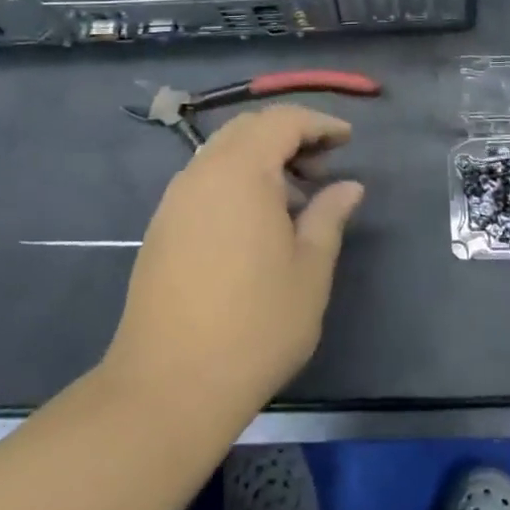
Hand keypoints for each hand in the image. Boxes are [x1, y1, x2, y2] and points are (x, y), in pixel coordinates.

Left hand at [105, 105, 363, 417]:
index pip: (283, 121)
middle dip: (289, 136)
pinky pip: (205, 180)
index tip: (347, 140)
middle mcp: (202, 173)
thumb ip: (329, 216)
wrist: (169, 387)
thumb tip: (348, 186)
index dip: (319, 124)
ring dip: (261, 158)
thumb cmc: (255, 325)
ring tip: (294, 197)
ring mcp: (175, 200)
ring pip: (223, 153)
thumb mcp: (310, 270)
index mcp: (241, 172)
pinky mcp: (161, 228)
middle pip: (249, 129)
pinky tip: (256, 222)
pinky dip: (236, 180)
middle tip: (323, 166)